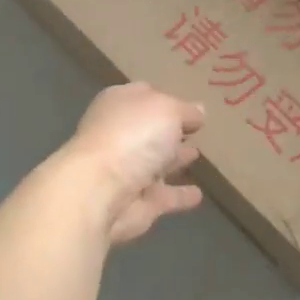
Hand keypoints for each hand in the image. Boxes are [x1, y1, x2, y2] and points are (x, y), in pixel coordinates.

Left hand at [61, 84, 205, 244]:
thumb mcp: (167, 109)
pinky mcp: (136, 203)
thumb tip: (199, 111)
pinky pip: (164, 197)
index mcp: (119, 105)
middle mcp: (119, 136)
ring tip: (197, 155)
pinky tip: (198, 194)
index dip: (167, 99)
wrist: (100, 192)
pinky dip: (179, 196)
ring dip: (174, 160)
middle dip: (169, 131)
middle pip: (149, 131)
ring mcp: (126, 171)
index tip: (192, 107)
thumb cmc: (132, 137)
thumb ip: (185, 110)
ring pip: (155, 163)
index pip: (144, 96)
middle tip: (195, 130)